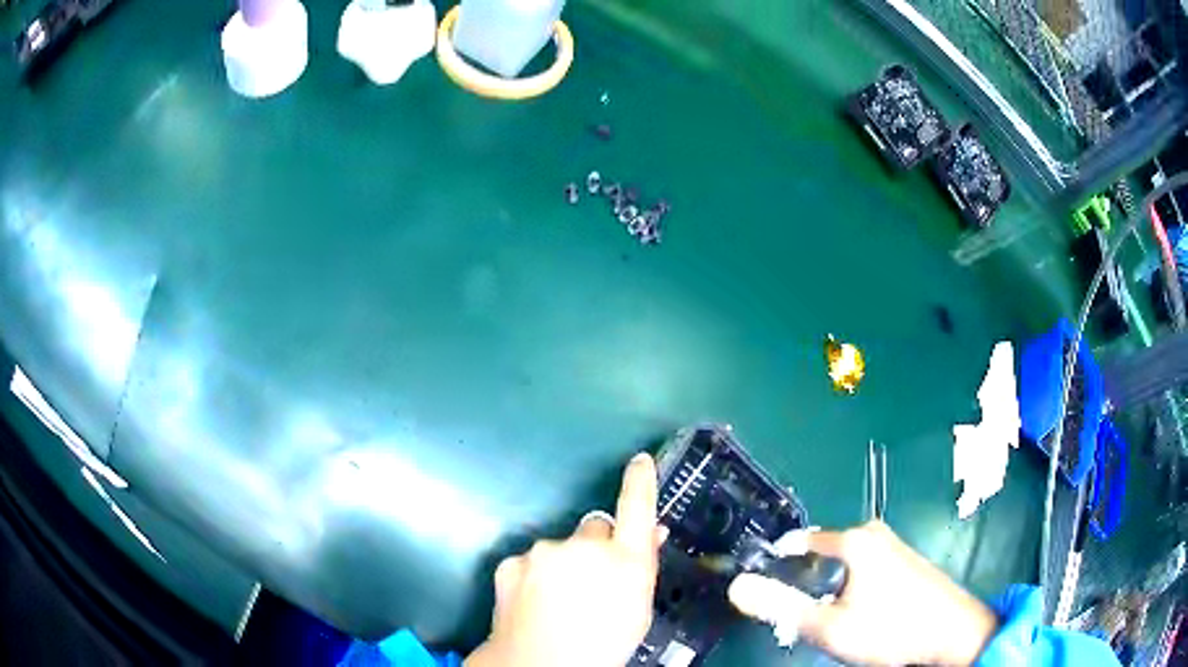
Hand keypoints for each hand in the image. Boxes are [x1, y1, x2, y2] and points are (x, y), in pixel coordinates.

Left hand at [465, 453, 666, 666]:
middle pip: (594, 528)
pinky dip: (532, 577)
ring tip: (556, 602)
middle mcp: (585, 545)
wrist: (541, 664)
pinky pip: (529, 563)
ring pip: (558, 548)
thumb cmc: (604, 645)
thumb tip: (649, 537)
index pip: (638, 507)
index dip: (640, 481)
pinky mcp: (512, 561)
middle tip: (588, 581)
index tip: (640, 461)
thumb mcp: (637, 611)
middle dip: (594, 546)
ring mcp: (544, 551)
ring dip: (560, 565)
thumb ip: (640, 570)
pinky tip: (531, 603)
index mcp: (626, 560)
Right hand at [729, 521, 998, 665]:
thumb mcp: (830, 627)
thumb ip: (781, 607)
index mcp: (855, 540)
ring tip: (831, 620)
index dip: (778, 563)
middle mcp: (874, 533)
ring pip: (845, 565)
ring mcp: (894, 546)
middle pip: (823, 555)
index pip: (801, 542)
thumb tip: (737, 586)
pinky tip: (861, 615)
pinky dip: (852, 589)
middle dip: (807, 583)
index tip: (765, 588)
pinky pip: (865, 570)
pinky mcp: (907, 561)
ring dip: (830, 590)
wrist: (951, 634)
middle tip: (802, 615)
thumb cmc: (890, 629)